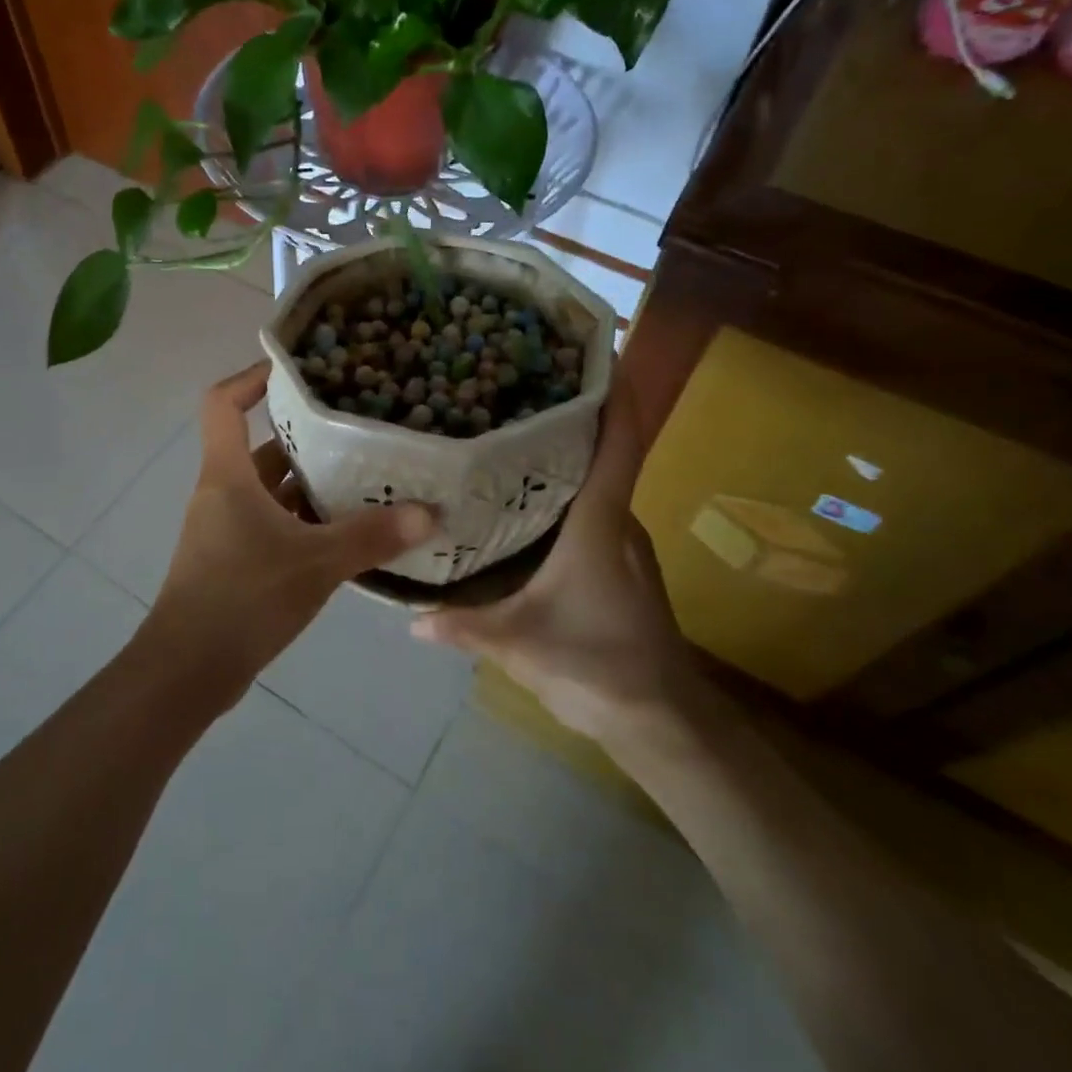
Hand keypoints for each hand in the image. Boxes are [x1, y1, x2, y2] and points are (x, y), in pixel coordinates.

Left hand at [141, 362, 439, 707]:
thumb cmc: (242, 598)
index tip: (295, 370)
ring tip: (366, 479)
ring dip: (311, 485)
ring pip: (271, 491)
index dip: (252, 377)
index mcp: (228, 475)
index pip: (223, 403)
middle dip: (305, 437)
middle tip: (358, 428)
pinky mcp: (234, 561)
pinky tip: (347, 534)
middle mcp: (222, 493)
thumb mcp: (315, 563)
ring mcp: (225, 529)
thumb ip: (371, 537)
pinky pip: (273, 524)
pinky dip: (305, 522)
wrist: (188, 671)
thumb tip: (428, 513)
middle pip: (261, 447)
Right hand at [410, 375, 715, 743]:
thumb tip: (408, 617)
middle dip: (573, 411)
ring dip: (567, 450)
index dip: (616, 393)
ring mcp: (622, 541)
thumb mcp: (520, 645)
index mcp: (598, 522)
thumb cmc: (598, 667)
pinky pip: (591, 507)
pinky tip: (521, 495)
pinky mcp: (618, 562)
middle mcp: (617, 520)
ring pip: (597, 480)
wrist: (662, 722)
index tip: (599, 349)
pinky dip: (564, 487)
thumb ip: (464, 627)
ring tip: (509, 429)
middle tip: (517, 383)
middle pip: (606, 450)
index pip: (619, 443)